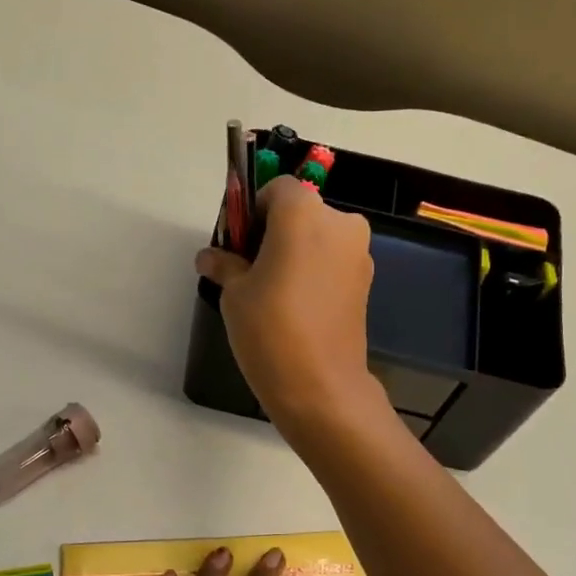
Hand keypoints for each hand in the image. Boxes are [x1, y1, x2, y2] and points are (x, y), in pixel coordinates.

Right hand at [196, 177, 384, 437]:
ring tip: (273, 294)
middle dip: (275, 232)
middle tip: (251, 270)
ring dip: (296, 253)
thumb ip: (225, 264)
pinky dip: (314, 272)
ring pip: (318, 238)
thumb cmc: (270, 329)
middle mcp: (339, 223)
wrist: (321, 386)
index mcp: (304, 213)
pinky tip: (295, 307)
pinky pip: (332, 263)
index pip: (277, 189)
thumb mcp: (235, 293)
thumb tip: (210, 257)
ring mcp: (358, 254)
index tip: (238, 242)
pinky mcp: (366, 282)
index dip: (253, 210)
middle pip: (301, 212)